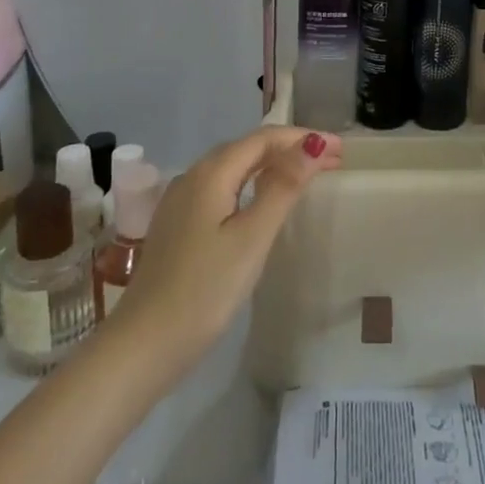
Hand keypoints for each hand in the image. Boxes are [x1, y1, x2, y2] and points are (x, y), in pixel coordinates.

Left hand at [110, 127, 341, 366]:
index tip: (342, 150)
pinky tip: (262, 202)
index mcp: (211, 172)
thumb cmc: (204, 290)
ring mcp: (181, 200)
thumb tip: (315, 143)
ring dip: (272, 166)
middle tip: (332, 162)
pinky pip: (222, 188)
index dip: (304, 138)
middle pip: (249, 148)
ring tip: (305, 177)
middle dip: (291, 149)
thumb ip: (283, 187)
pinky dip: (251, 184)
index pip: (265, 138)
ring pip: (234, 168)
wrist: (143, 346)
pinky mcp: (178, 224)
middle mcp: (193, 176)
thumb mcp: (252, 237)